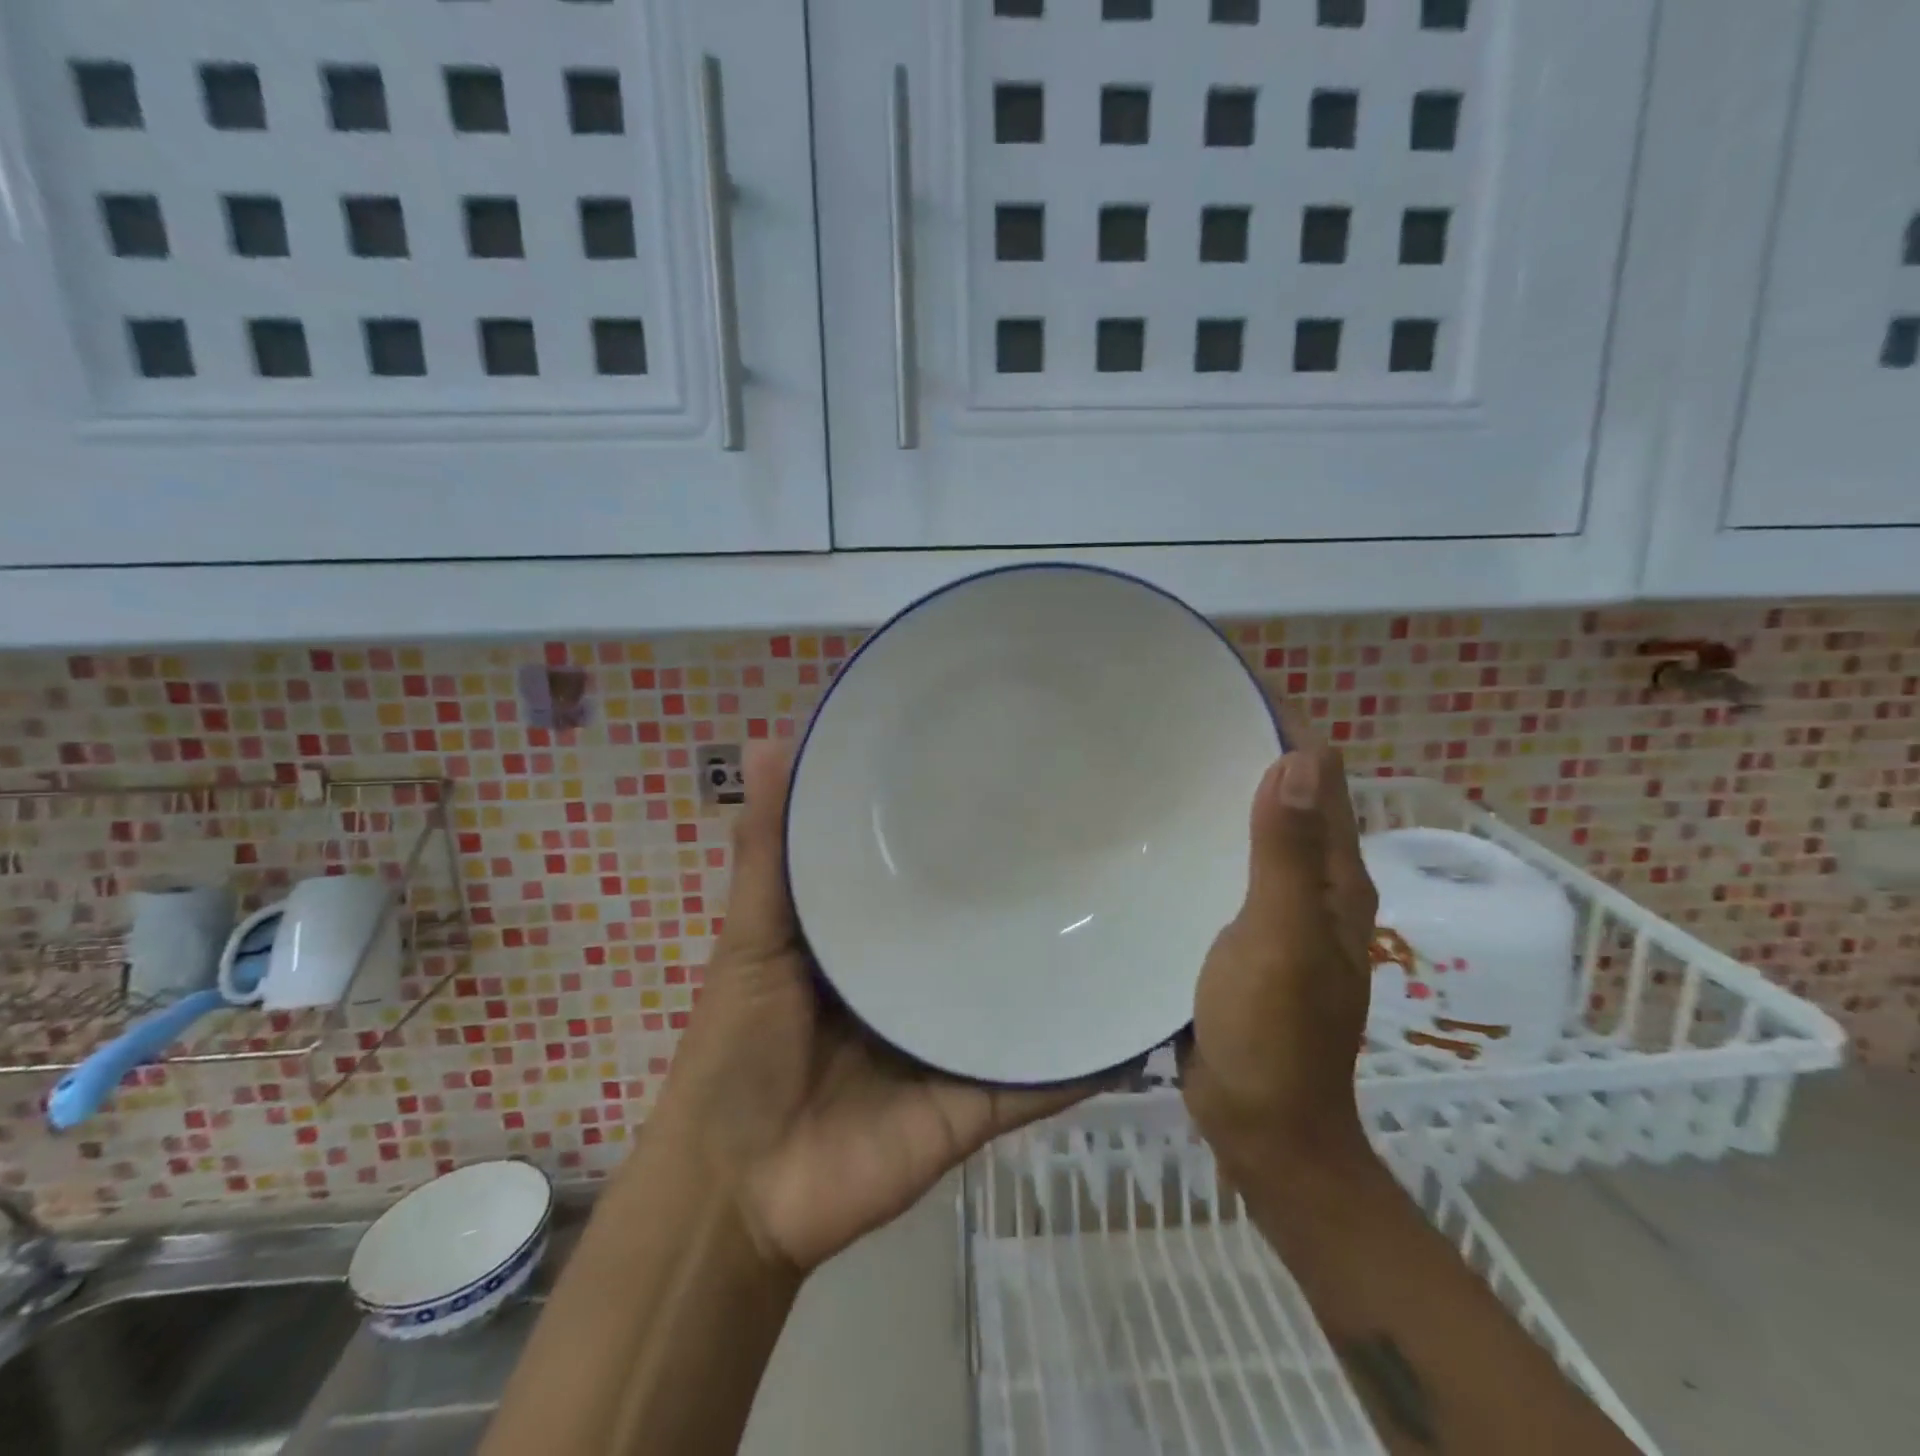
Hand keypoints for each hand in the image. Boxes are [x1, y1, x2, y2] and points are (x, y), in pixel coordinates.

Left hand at [655, 742, 1101, 1274]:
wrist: (740, 1192)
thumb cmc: (736, 1050)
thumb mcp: (752, 937)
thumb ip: (767, 852)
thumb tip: (766, 738)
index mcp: (872, 936)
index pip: (926, 867)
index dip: (954, 821)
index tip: (1001, 764)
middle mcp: (921, 980)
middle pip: (979, 926)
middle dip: (1021, 886)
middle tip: (1086, 822)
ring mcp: (956, 1039)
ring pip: (1020, 991)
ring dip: (1065, 961)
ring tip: (1128, 900)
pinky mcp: (980, 1098)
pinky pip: (1040, 1073)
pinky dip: (1083, 1052)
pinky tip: (1133, 1010)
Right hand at [1180, 745, 1380, 1175]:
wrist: (1261, 1123)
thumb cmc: (1273, 1032)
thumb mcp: (1280, 938)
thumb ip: (1284, 853)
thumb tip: (1297, 756)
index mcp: (1333, 874)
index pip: (1320, 772)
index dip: (1284, 723)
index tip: (1226, 687)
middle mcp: (1311, 881)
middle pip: (1285, 793)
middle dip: (1244, 748)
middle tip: (1175, 717)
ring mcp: (1274, 908)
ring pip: (1250, 828)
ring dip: (1219, 792)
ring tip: (1157, 761)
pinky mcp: (1239, 930)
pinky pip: (1223, 864)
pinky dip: (1201, 836)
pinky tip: (1156, 832)